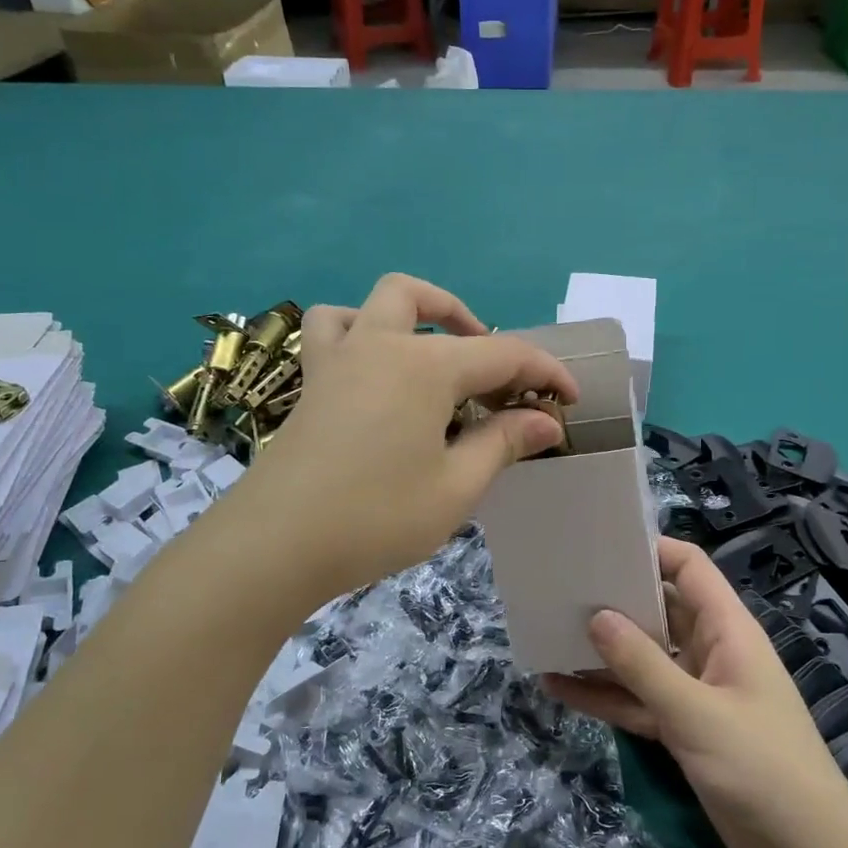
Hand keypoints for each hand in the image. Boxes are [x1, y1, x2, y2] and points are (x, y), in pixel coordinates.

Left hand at [225, 274, 577, 600]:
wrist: (276, 545)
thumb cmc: (376, 517)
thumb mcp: (456, 487)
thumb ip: (503, 443)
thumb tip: (546, 421)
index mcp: (425, 366)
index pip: (503, 354)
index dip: (545, 373)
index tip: (571, 400)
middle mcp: (381, 344)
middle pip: (429, 302)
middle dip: (472, 324)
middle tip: (494, 372)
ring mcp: (339, 358)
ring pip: (373, 301)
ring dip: (411, 312)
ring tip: (432, 350)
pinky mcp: (312, 383)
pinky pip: (330, 330)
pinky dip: (357, 331)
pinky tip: (373, 368)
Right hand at [544, 537, 847, 847]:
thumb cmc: (761, 766)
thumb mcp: (695, 713)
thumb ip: (643, 665)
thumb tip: (596, 616)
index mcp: (727, 629)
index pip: (690, 569)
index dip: (651, 551)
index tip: (601, 546)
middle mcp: (709, 651)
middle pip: (659, 610)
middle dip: (615, 600)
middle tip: (560, 588)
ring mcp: (695, 692)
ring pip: (641, 659)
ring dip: (601, 652)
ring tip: (548, 634)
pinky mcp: (683, 730)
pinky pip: (637, 701)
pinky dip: (604, 695)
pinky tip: (559, 688)